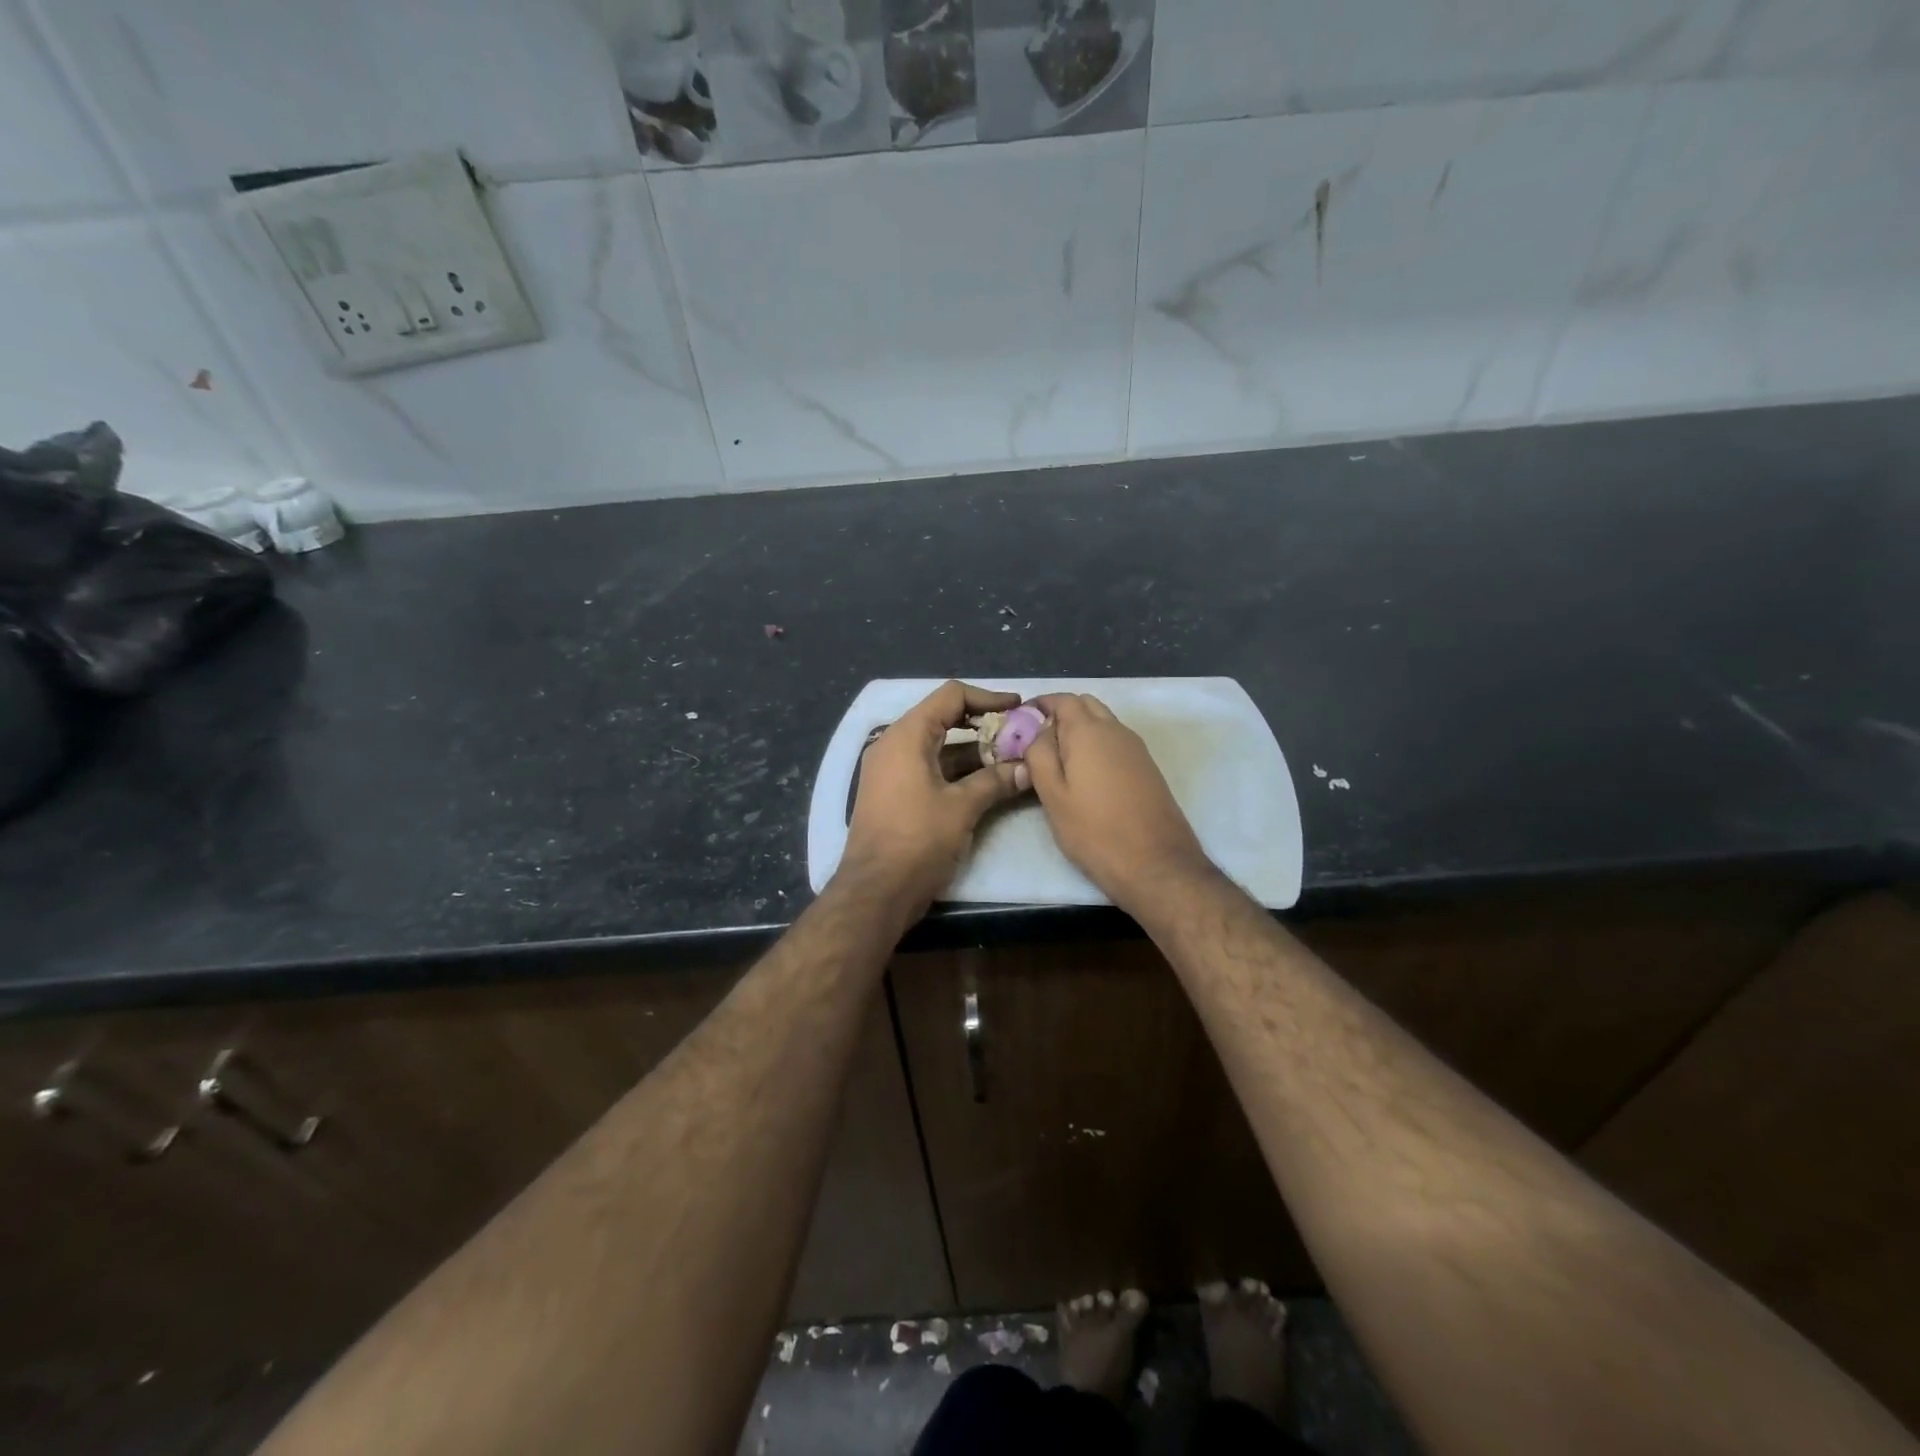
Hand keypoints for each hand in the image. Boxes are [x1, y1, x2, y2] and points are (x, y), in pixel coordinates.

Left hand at [840, 681, 1030, 912]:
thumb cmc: (917, 841)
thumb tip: (1028, 768)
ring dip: (973, 751)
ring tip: (1011, 759)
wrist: (875, 892)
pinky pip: (929, 768)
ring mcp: (891, 770)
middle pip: (943, 718)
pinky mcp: (894, 793)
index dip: (987, 698)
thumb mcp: (962, 808)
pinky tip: (988, 782)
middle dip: (983, 725)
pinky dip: (957, 771)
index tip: (1018, 708)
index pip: (950, 696)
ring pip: (938, 747)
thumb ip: (996, 781)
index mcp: (906, 736)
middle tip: (1018, 735)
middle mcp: (894, 745)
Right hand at [1024, 693, 1213, 912]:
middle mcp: (1116, 730)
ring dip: (1079, 730)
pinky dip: (1096, 745)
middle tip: (1037, 743)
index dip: (1039, 706)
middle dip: (1060, 715)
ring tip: (1058, 761)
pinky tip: (1085, 775)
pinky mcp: (1147, 767)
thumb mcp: (1053, 796)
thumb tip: (1037, 732)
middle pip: (1085, 705)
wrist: (1156, 864)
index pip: (1061, 699)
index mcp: (1089, 731)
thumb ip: (1039, 755)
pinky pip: (1115, 741)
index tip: (1020, 723)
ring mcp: (1136, 748)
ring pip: (1102, 722)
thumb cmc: (1095, 831)